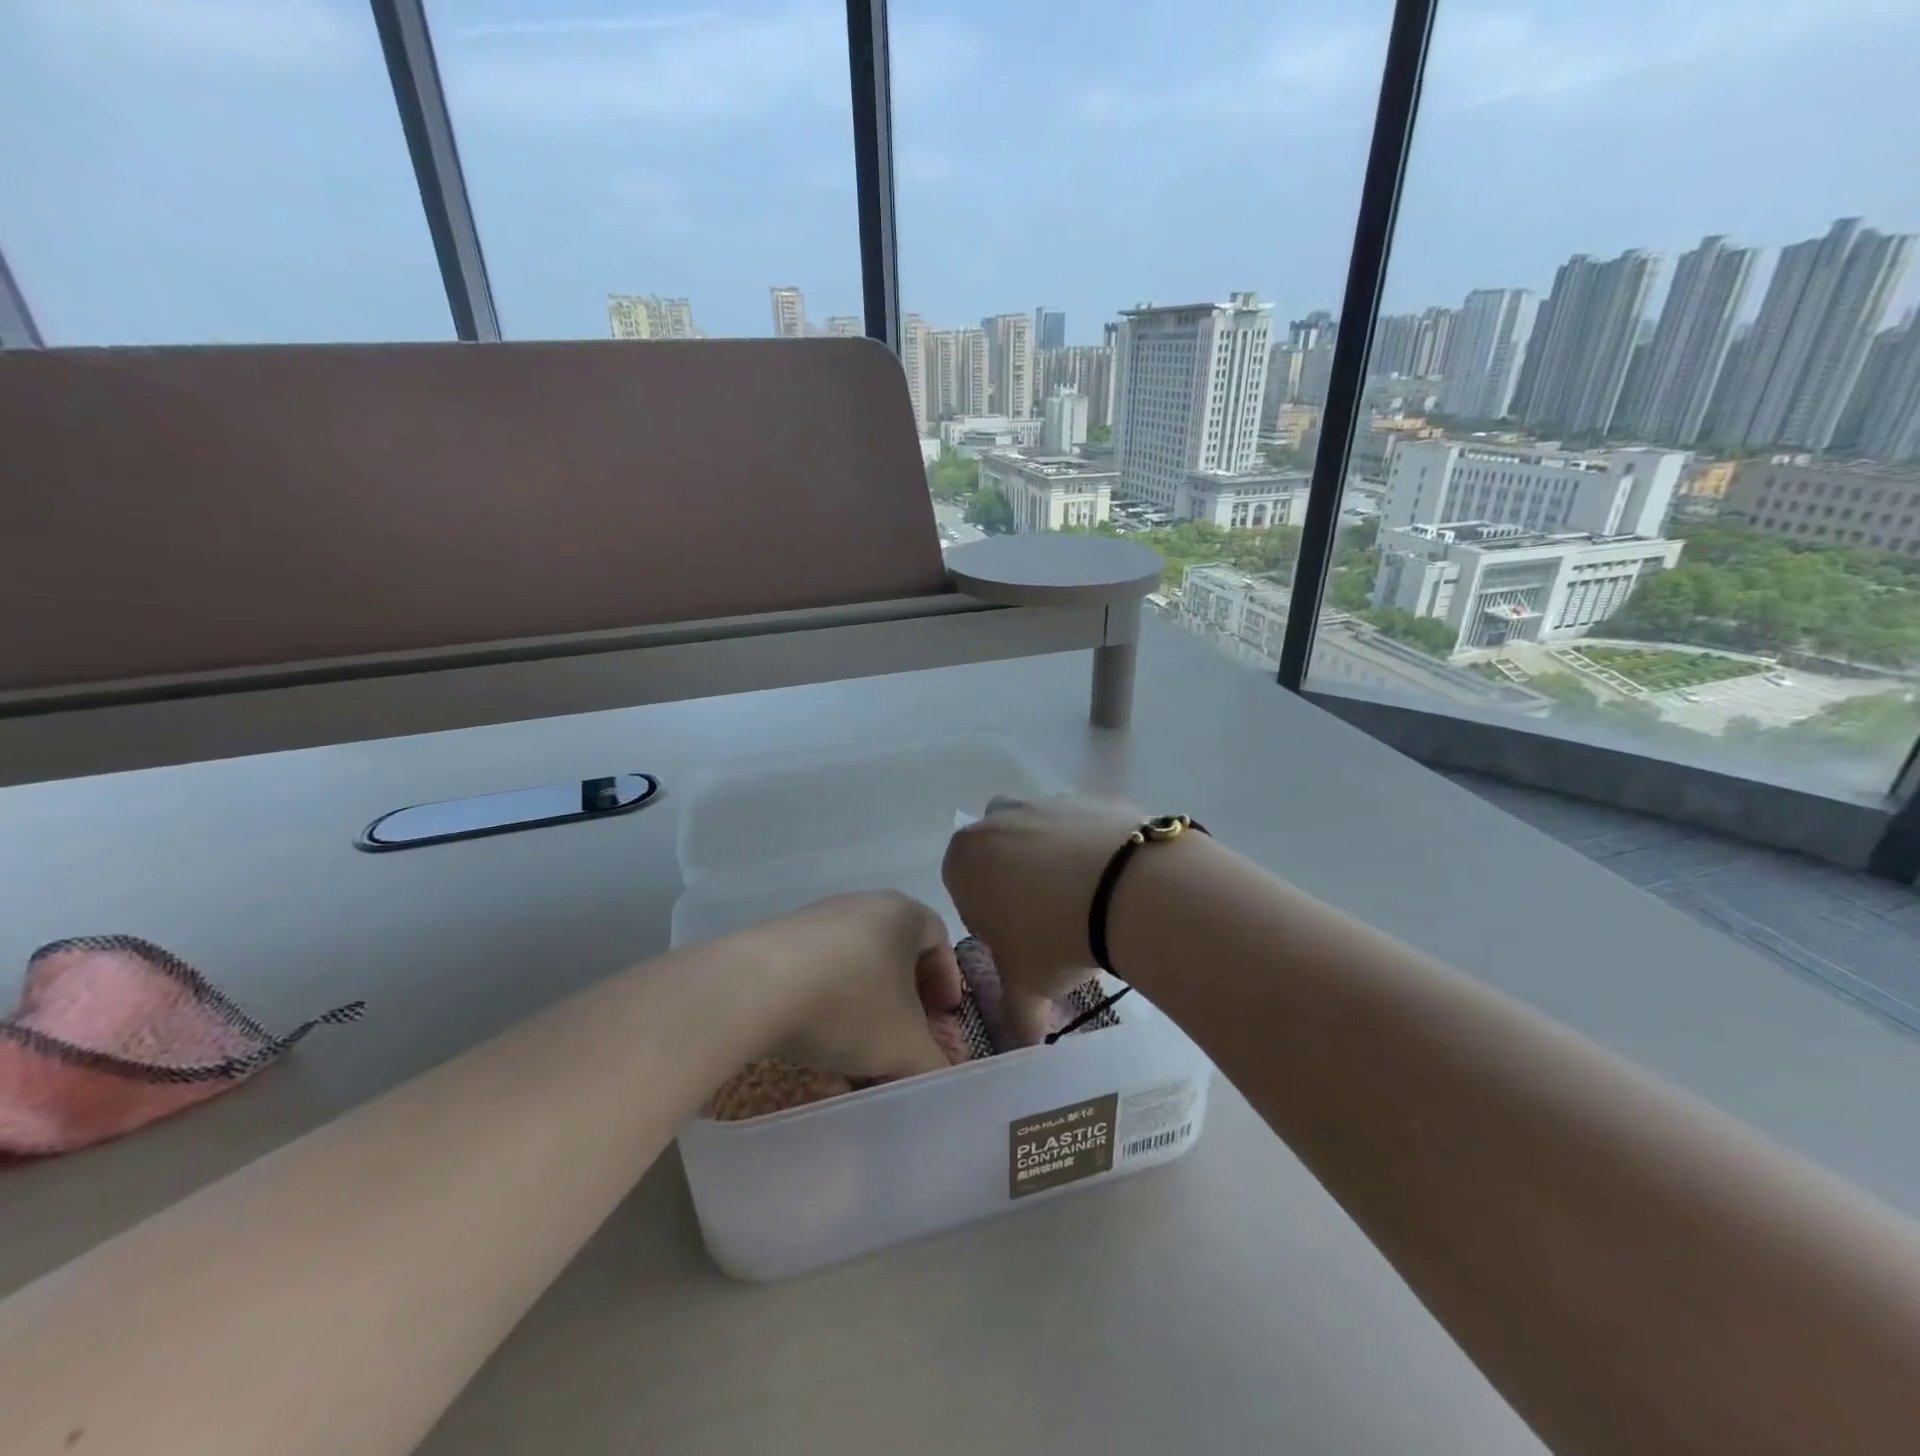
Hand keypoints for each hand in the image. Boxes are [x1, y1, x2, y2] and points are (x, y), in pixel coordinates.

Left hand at [770, 892, 960, 1080]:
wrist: (755, 987)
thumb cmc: (850, 1004)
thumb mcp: (904, 1046)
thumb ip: (933, 1065)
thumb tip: (941, 1080)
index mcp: (902, 913)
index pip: (938, 937)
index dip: (947, 979)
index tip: (944, 1016)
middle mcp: (863, 905)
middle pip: (896, 951)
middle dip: (906, 998)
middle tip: (906, 1036)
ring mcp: (817, 919)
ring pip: (857, 962)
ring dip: (865, 1004)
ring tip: (859, 1049)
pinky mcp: (779, 939)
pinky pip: (819, 969)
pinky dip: (828, 1001)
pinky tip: (818, 1037)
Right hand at [943, 794, 1146, 1044]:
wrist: (1128, 889)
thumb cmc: (1053, 937)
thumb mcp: (1027, 984)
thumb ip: (1015, 1011)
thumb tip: (1021, 1039)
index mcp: (964, 859)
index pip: (964, 889)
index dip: (988, 920)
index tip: (1018, 942)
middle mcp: (997, 820)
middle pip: (1000, 857)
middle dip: (1016, 884)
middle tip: (1050, 922)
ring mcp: (1045, 802)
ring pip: (1040, 835)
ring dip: (1053, 862)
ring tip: (1088, 901)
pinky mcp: (1089, 798)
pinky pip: (1082, 827)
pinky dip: (1091, 849)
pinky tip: (1114, 882)